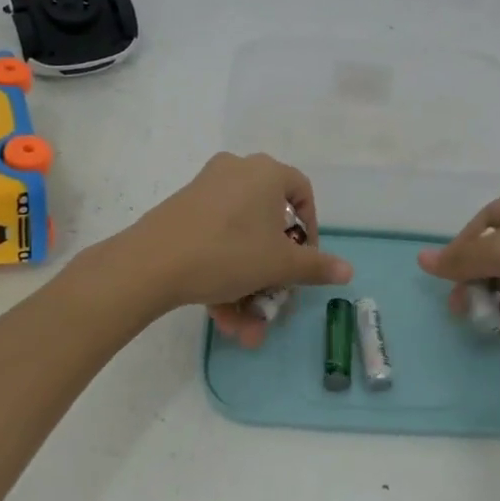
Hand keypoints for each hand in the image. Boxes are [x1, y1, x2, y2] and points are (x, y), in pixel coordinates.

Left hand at [106, 153, 350, 344]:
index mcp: (265, 172)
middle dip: (272, 275)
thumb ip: (315, 266)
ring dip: (246, 287)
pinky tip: (220, 316)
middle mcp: (236, 172)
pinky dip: (222, 275)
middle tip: (272, 304)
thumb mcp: (279, 264)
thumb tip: (348, 270)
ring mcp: (205, 190)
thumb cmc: (228, 253)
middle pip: (267, 225)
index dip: (310, 229)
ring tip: (242, 329)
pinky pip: (215, 241)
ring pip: (239, 241)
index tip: (305, 261)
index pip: (301, 192)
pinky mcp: (181, 211)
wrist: (151, 262)